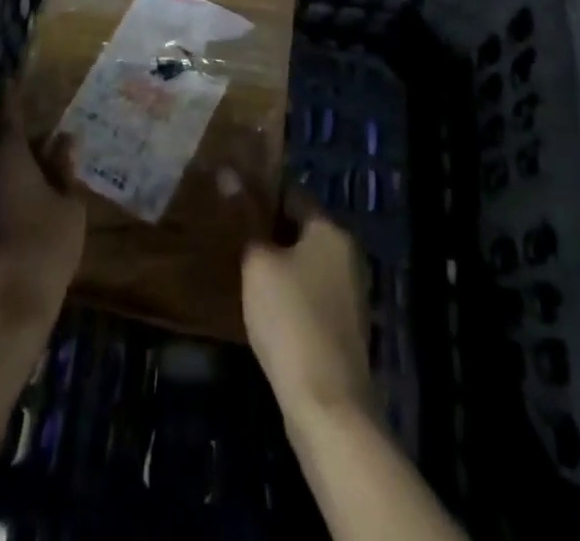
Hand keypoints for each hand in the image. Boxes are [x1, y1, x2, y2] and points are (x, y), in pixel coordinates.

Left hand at [0, 81, 85, 337]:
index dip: (15, 91)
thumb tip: (64, 139)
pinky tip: (21, 188)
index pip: (8, 107)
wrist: (3, 306)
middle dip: (15, 126)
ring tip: (36, 156)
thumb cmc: (43, 245)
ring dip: (7, 154)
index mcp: (5, 149)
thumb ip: (64, 167)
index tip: (20, 76)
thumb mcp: (68, 203)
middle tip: (41, 125)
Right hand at [242, 187, 374, 428]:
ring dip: (279, 262)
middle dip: (269, 229)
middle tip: (231, 231)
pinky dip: (289, 291)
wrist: (327, 404)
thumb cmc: (290, 318)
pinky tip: (263, 303)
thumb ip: (246, 221)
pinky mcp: (344, 328)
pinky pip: (311, 293)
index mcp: (331, 231)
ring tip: (241, 265)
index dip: (262, 192)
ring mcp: (350, 294)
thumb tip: (229, 176)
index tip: (232, 195)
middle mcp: (347, 255)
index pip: (294, 193)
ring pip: (306, 262)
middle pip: (302, 228)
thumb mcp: (258, 263)